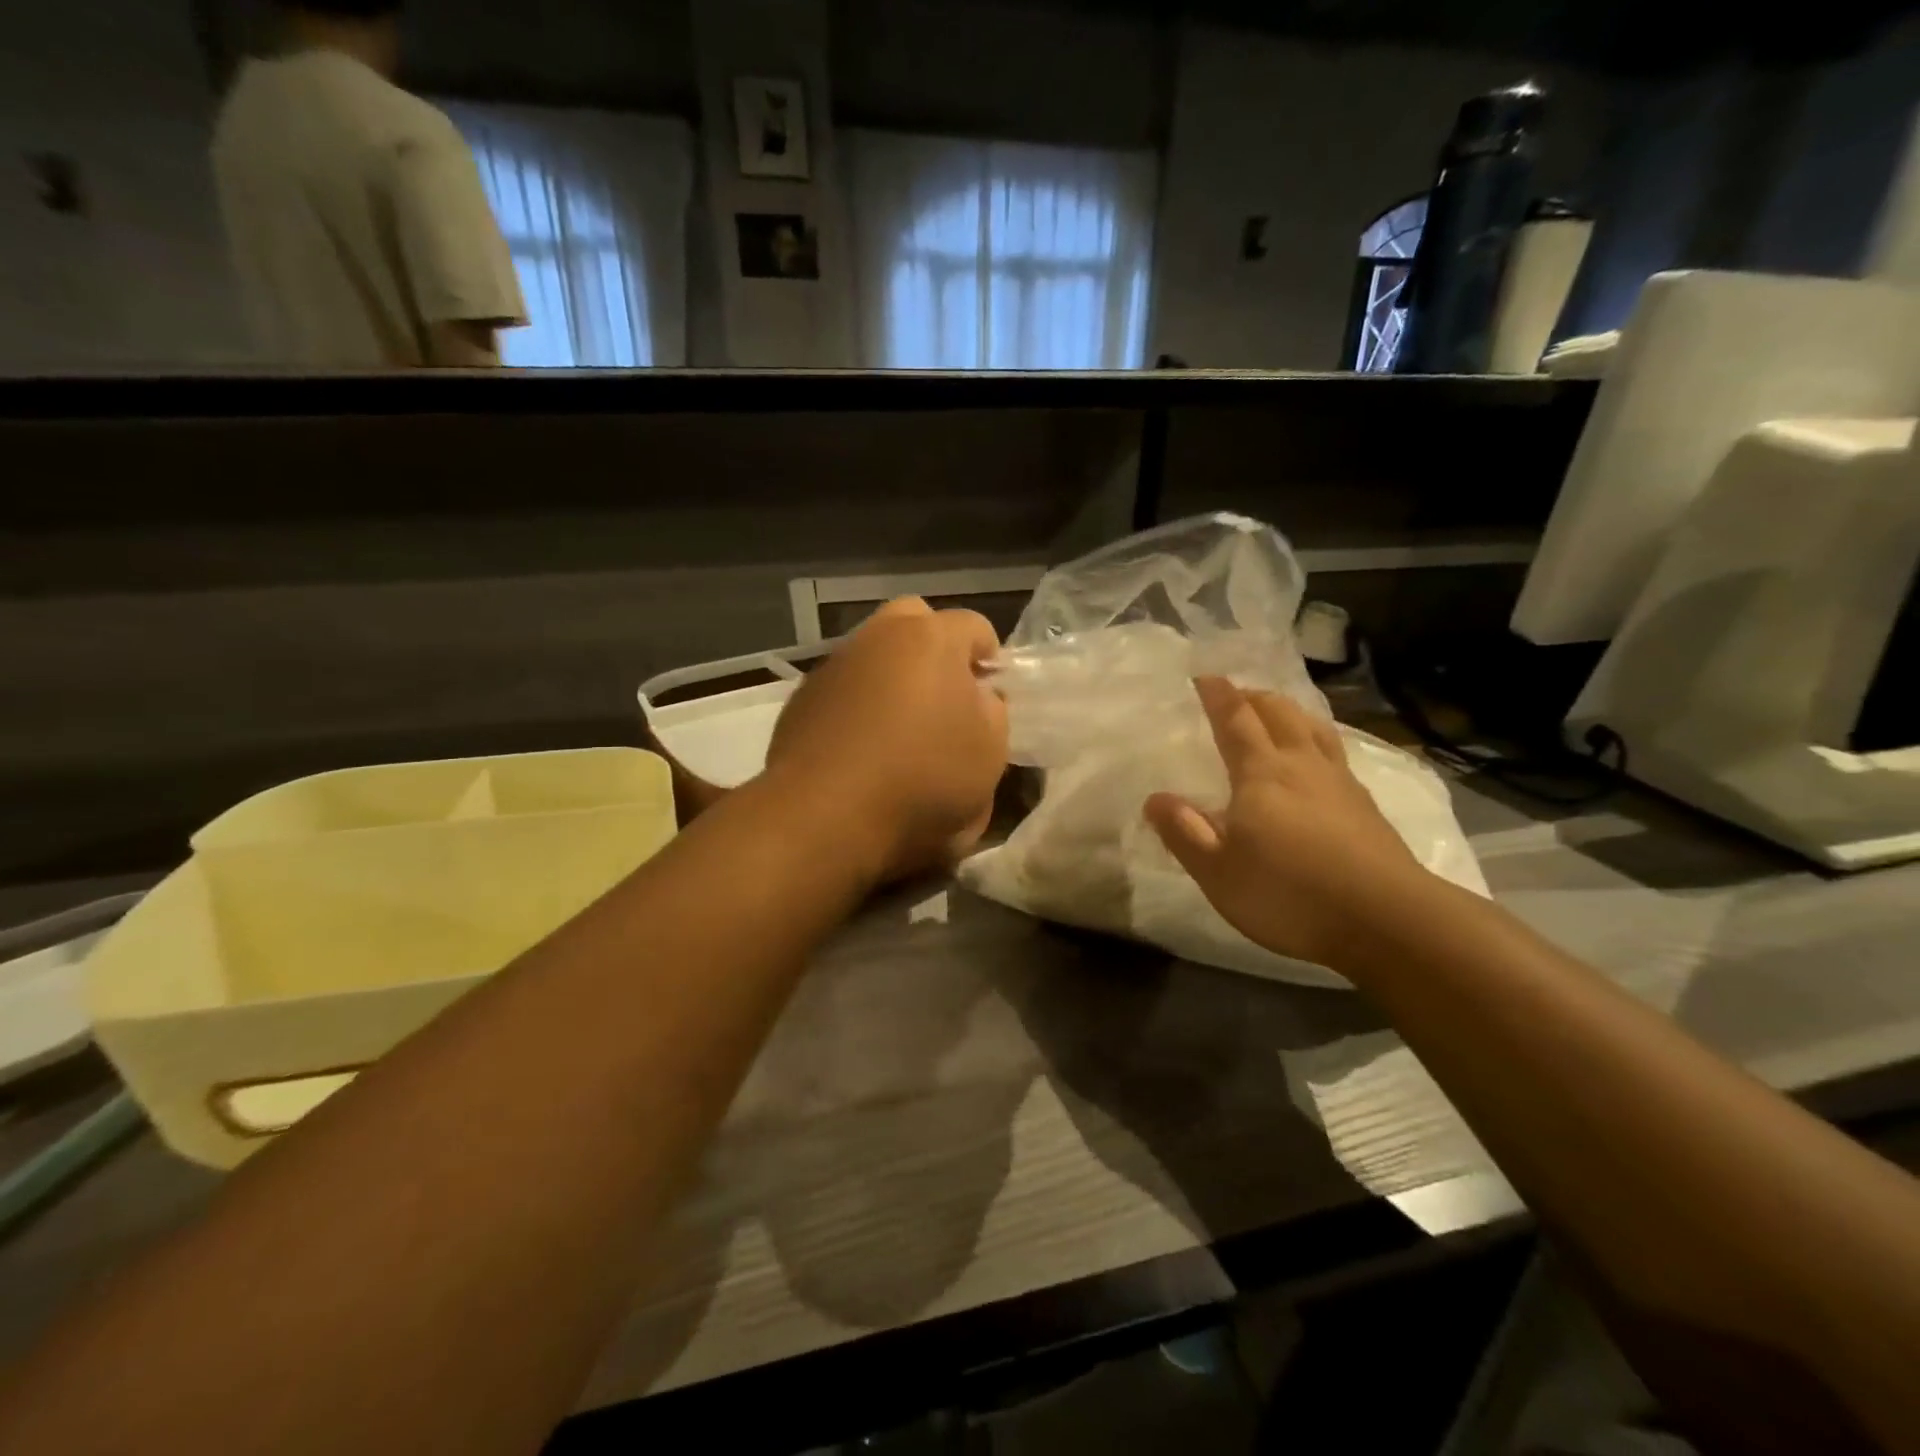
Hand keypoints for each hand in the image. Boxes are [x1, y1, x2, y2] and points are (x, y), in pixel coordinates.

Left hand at [765, 598, 1007, 881]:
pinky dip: (858, 705)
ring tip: (900, 729)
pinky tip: (862, 748)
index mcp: (932, 638)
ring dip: (893, 677)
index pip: (975, 627)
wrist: (827, 815)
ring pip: (874, 653)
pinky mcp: (803, 698)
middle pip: (915, 621)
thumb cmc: (924, 779)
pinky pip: (844, 688)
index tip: (991, 698)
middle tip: (945, 697)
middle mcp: (879, 636)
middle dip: (935, 649)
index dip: (989, 661)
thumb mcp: (990, 753)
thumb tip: (978, 696)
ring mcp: (835, 664)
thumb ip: (993, 712)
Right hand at [1144, 677, 1434, 973]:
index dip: (1219, 696)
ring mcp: (1340, 783)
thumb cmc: (1289, 893)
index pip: (1236, 720)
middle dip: (1254, 697)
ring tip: (1278, 714)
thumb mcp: (1218, 872)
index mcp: (1261, 774)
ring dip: (1290, 712)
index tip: (1205, 677)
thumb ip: (1184, 833)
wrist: (1386, 920)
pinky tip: (1318, 762)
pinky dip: (1318, 740)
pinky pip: (1336, 754)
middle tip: (1237, 694)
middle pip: (1280, 713)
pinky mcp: (1366, 806)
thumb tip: (1155, 799)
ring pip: (1314, 729)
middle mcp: (1302, 765)